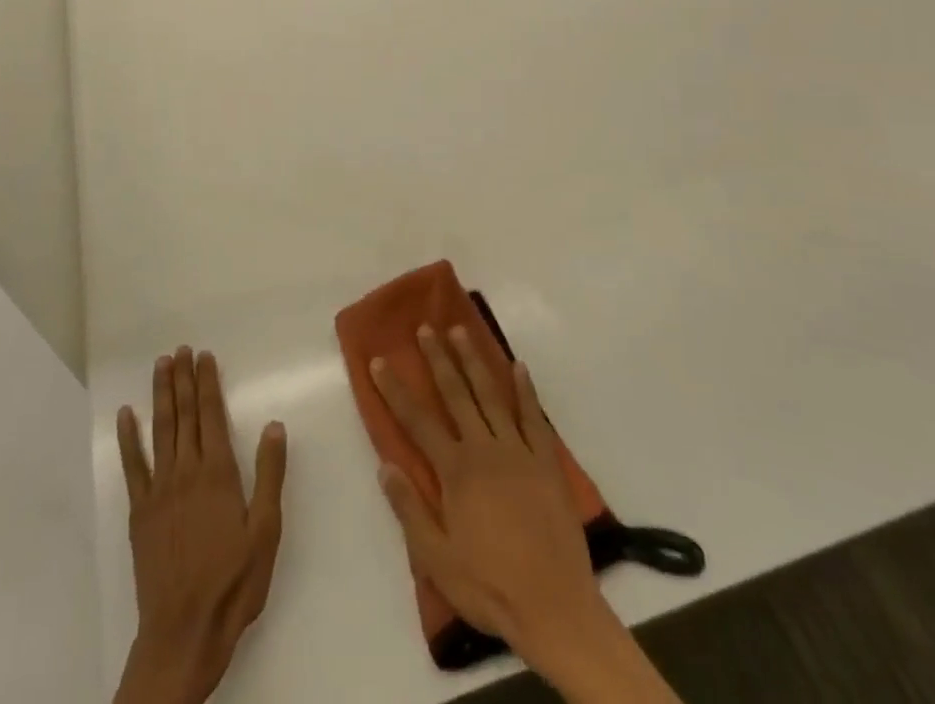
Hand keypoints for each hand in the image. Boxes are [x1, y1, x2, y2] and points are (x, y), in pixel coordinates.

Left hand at [113, 348, 287, 703]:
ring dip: (160, 395)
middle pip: (184, 415)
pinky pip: (132, 466)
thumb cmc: (233, 583)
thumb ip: (269, 475)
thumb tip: (274, 425)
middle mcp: (186, 472)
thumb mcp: (266, 531)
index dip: (207, 382)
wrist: (183, 633)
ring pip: (160, 430)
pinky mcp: (140, 512)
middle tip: (180, 349)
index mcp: (218, 473)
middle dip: (183, 379)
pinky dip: (128, 438)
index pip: (211, 414)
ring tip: (160, 365)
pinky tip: (125, 416)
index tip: (204, 355)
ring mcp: (159, 491)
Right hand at [372, 327, 681, 703]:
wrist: (555, 608)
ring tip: (460, 330)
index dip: (395, 389)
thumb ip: (410, 509)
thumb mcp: (437, 559)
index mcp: (455, 471)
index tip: (379, 360)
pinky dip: (525, 389)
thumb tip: (384, 465)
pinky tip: (518, 366)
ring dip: (474, 360)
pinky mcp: (546, 461)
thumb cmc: (490, 587)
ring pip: (491, 394)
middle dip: (437, 358)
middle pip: (456, 394)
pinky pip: (534, 416)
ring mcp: (518, 451)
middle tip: (425, 327)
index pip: (417, 420)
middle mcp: (484, 449)